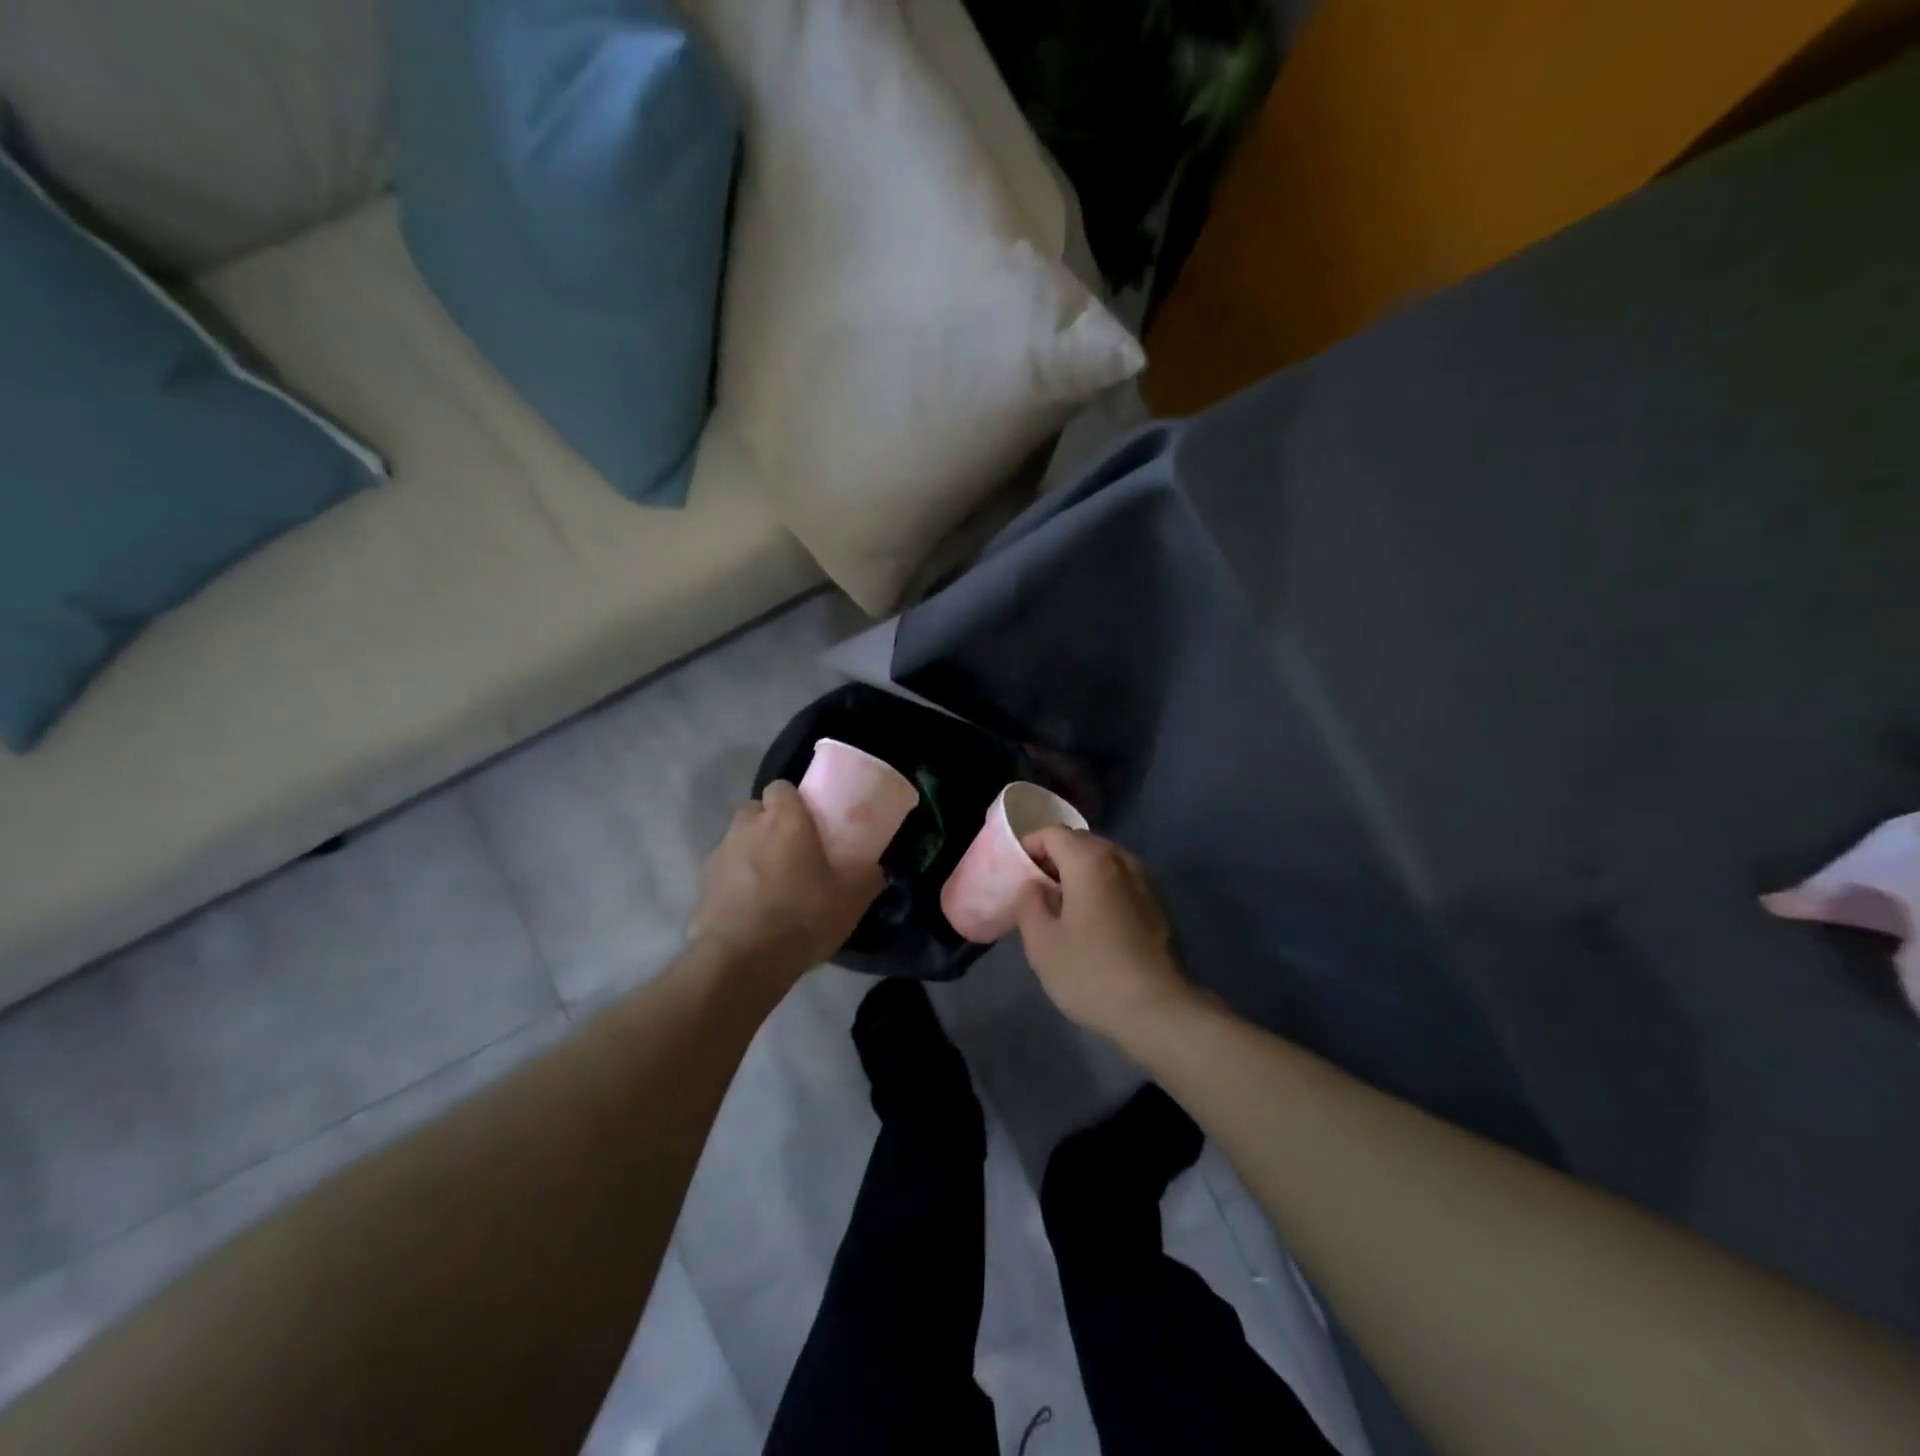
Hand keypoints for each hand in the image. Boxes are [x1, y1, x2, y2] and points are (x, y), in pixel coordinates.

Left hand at [688, 782, 883, 981]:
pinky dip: (736, 886)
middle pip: (756, 811)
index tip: (809, 821)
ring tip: (773, 887)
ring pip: (738, 843)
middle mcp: (746, 828)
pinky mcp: (702, 888)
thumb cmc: (802, 915)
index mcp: (783, 819)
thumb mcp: (851, 899)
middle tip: (793, 852)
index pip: (781, 787)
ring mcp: (719, 856)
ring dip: (752, 855)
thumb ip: (867, 877)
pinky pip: (724, 876)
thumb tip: (875, 870)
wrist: (741, 961)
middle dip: (770, 825)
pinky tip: (753, 913)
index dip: (794, 801)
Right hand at [1015, 828, 1198, 1044]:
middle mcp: (1120, 860)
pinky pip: (1120, 879)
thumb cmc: (1091, 972)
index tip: (1014, 870)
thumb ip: (1029, 904)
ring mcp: (1144, 880)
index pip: (1053, 833)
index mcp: (1089, 861)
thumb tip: (1032, 886)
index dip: (1029, 845)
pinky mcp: (1157, 903)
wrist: (1157, 1009)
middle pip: (1080, 842)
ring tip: (1060, 902)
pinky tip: (1090, 918)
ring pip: (1103, 860)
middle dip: (1054, 856)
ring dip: (1078, 872)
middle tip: (1034, 886)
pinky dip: (1100, 886)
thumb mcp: (1042, 943)